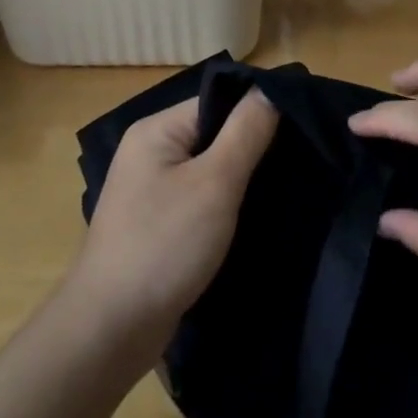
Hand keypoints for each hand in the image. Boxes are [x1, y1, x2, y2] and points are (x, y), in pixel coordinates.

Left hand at [67, 90, 279, 357]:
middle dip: (256, 146)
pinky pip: (202, 198)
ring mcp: (152, 190)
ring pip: (212, 169)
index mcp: (156, 131)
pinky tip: (259, 214)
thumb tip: (270, 89)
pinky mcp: (160, 224)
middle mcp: (150, 152)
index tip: (305, 125)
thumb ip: (246, 132)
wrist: (112, 328)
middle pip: (215, 133)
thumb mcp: (215, 183)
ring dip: (244, 178)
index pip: (218, 101)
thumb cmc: (164, 244)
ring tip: (290, 185)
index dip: (260, 109)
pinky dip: (228, 204)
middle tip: (304, 158)